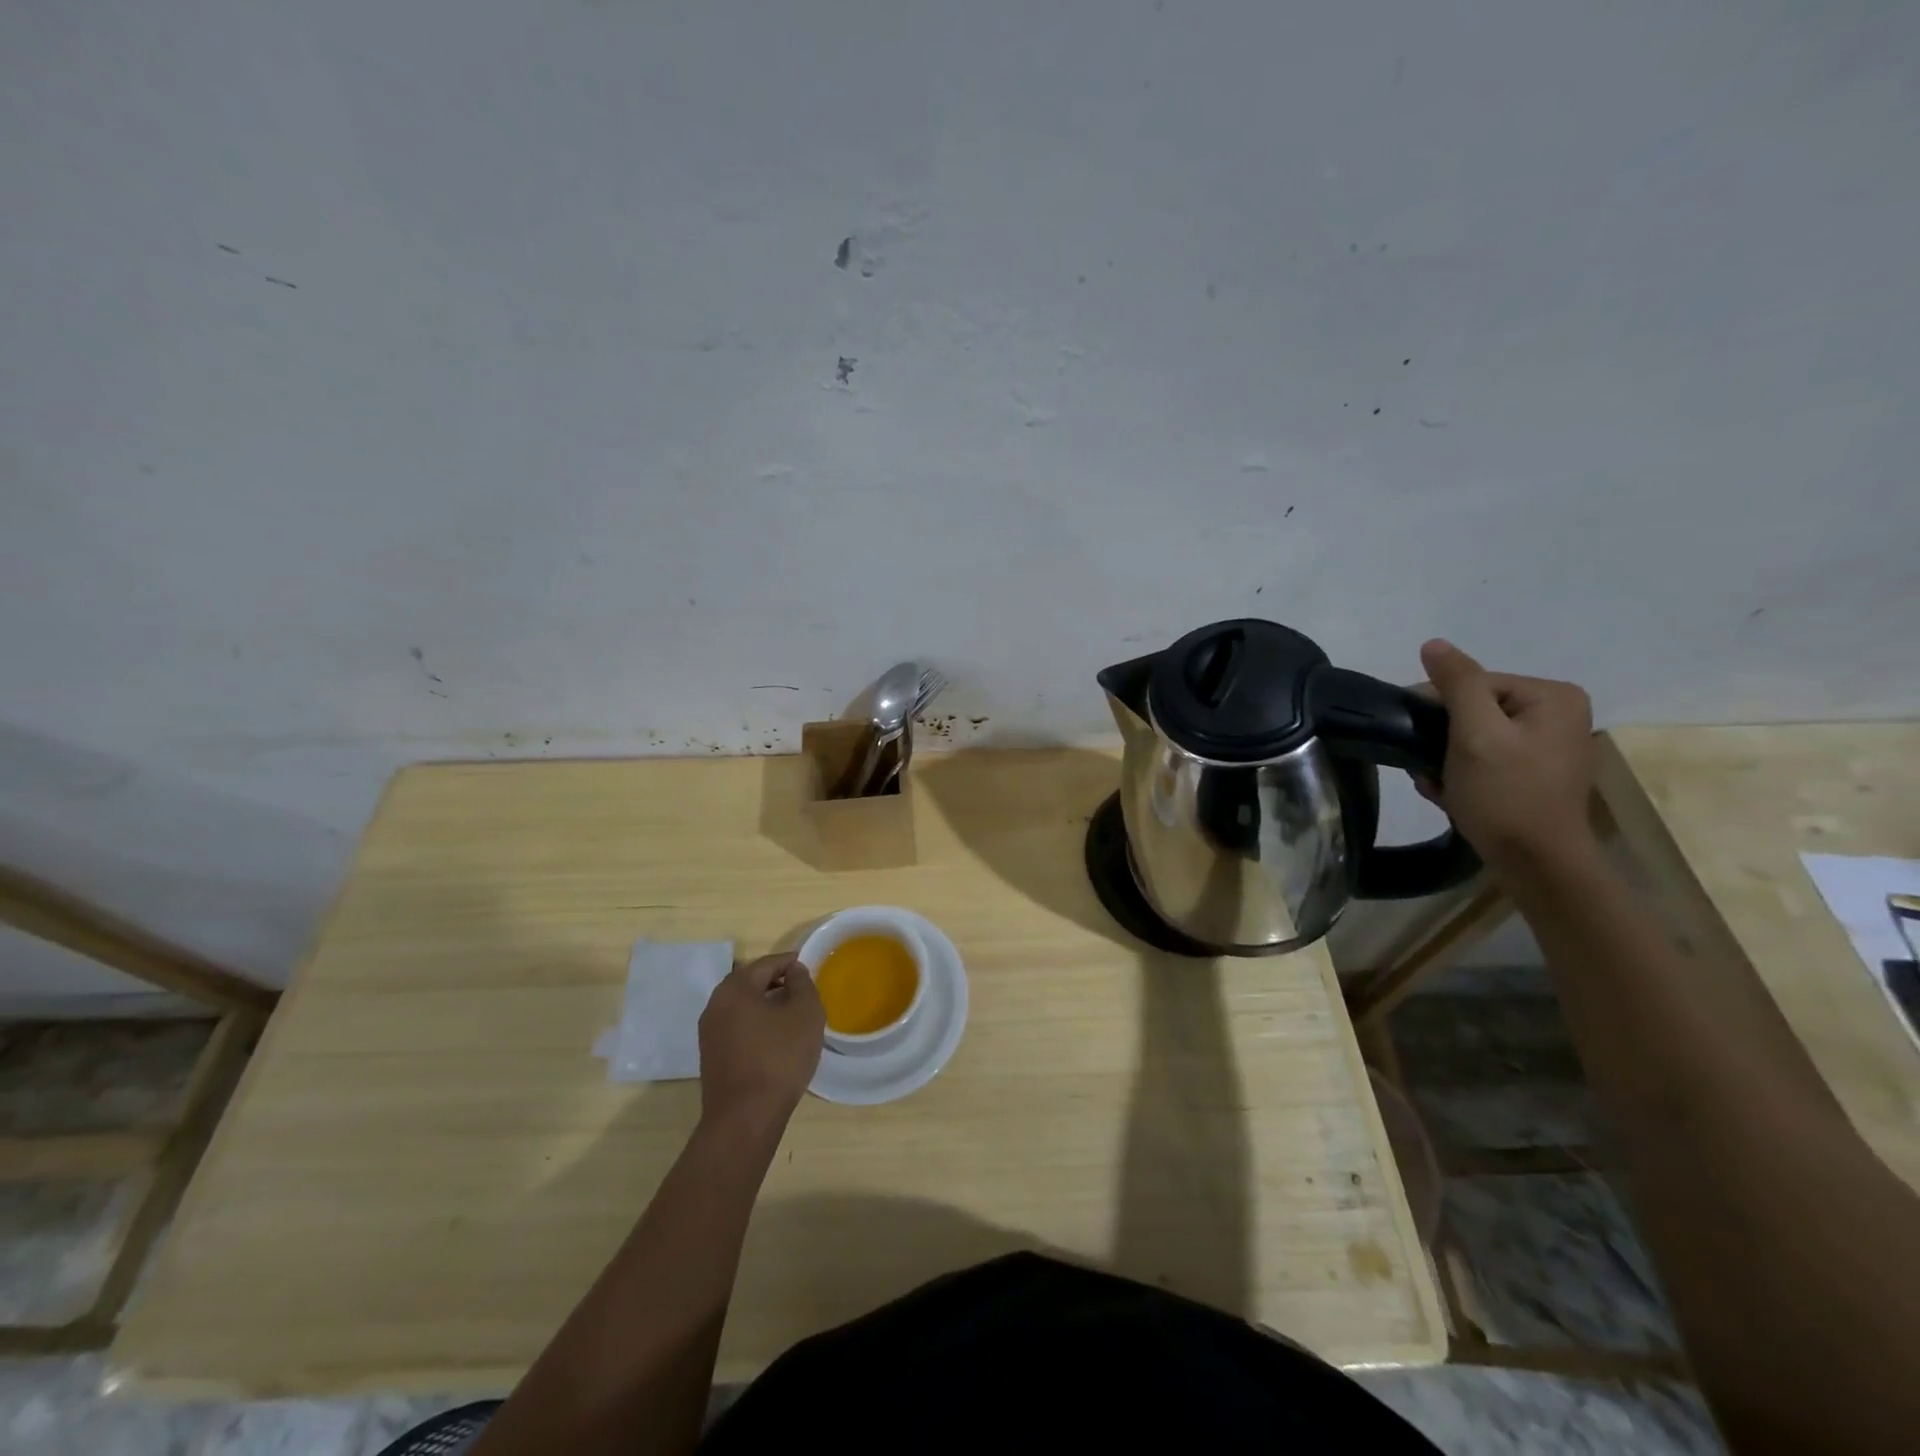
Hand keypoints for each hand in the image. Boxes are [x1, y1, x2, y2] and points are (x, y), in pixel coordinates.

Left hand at [698, 952, 823, 1132]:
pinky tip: (775, 1038)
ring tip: (791, 1014)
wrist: (745, 1118)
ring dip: (765, 1004)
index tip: (808, 966)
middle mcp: (715, 1005)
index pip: (766, 963)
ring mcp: (709, 1032)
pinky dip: (756, 1023)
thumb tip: (794, 971)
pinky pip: (737, 1026)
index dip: (789, 962)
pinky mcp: (711, 1056)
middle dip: (776, 982)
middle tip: (801, 989)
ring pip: (742, 1006)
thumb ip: (802, 984)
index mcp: (735, 989)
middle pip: (750, 982)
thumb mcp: (805, 1013)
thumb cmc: (779, 1058)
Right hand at [1418, 639, 1597, 868]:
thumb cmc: (1506, 794)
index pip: (1474, 683)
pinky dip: (1461, 773)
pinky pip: (1485, 758)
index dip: (1438, 708)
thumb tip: (1433, 643)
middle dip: (1441, 738)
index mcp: (1552, 696)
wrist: (1537, 864)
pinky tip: (1450, 793)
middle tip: (1426, 767)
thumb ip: (1457, 684)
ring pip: (1474, 736)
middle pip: (1474, 709)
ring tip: (1436, 783)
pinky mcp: (1535, 773)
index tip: (1414, 737)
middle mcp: (1558, 714)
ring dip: (1445, 759)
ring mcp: (1548, 746)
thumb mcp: (1475, 733)